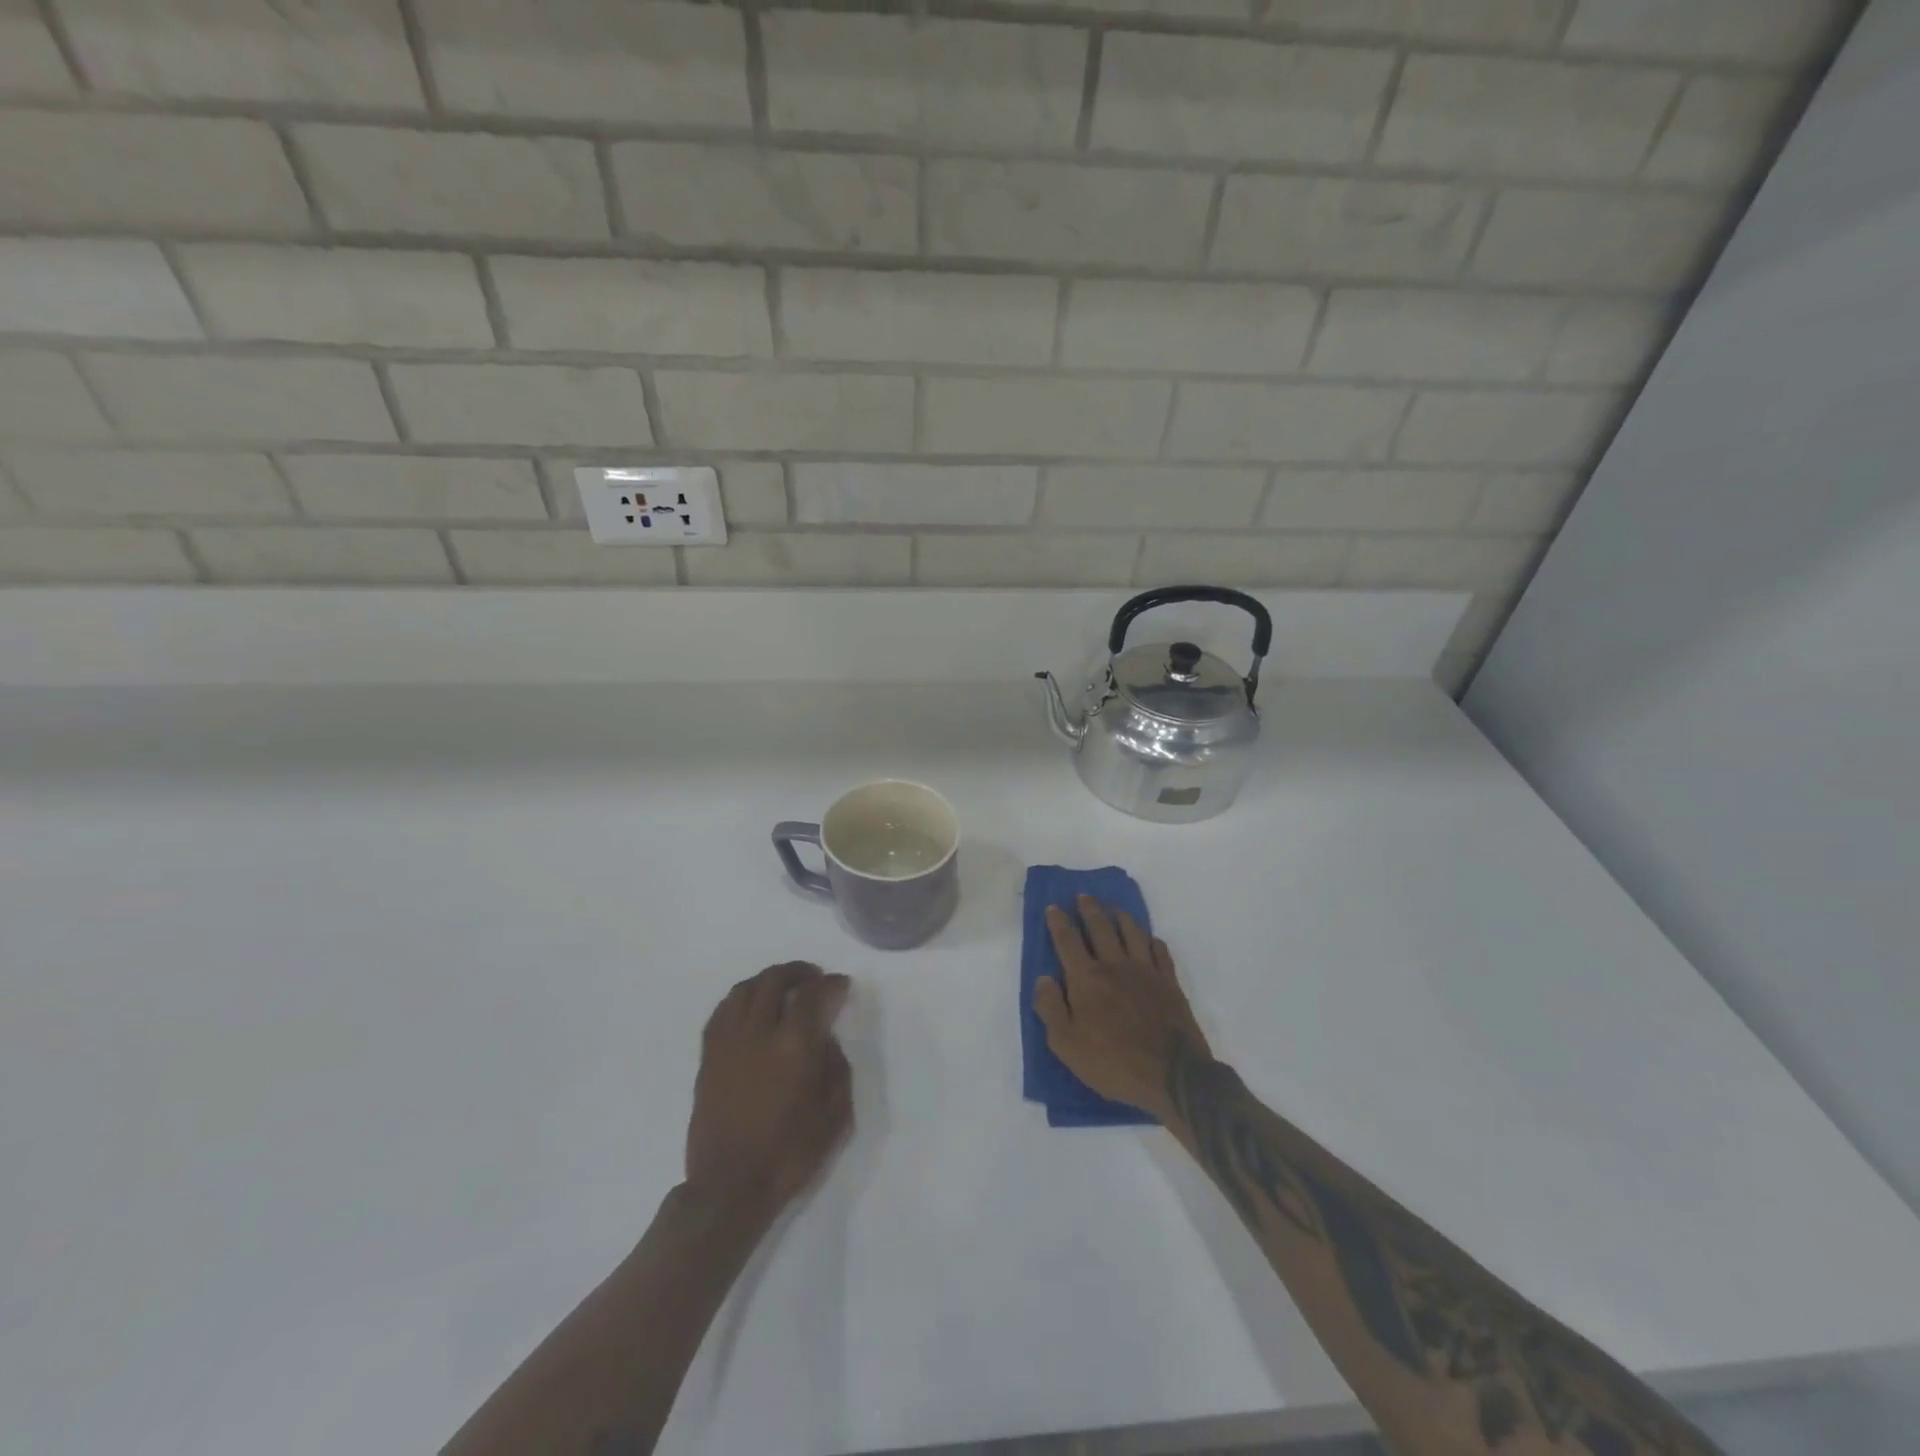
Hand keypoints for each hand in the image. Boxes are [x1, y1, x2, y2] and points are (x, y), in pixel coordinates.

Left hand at [685, 962, 853, 1220]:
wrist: (729, 1188)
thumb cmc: (789, 1154)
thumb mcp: (835, 1115)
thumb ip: (836, 1067)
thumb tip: (827, 1040)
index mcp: (794, 1046)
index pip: (812, 994)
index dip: (830, 984)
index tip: (841, 985)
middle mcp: (758, 1033)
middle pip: (775, 980)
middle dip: (798, 972)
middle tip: (814, 978)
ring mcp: (728, 1042)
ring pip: (745, 989)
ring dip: (768, 980)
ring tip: (784, 987)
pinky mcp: (708, 1057)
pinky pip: (723, 1011)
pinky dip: (741, 999)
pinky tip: (751, 1007)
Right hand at [1034, 896, 1212, 1120]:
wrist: (1172, 1076)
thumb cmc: (1113, 1063)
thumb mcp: (1066, 1045)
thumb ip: (1050, 1008)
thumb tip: (1043, 978)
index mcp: (1087, 979)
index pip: (1068, 941)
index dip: (1058, 922)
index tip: (1053, 906)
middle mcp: (1115, 966)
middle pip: (1100, 928)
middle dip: (1089, 909)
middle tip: (1083, 895)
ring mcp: (1146, 972)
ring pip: (1132, 933)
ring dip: (1121, 917)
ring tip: (1114, 909)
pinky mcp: (1170, 984)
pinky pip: (1160, 952)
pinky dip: (1152, 940)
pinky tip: (1149, 938)